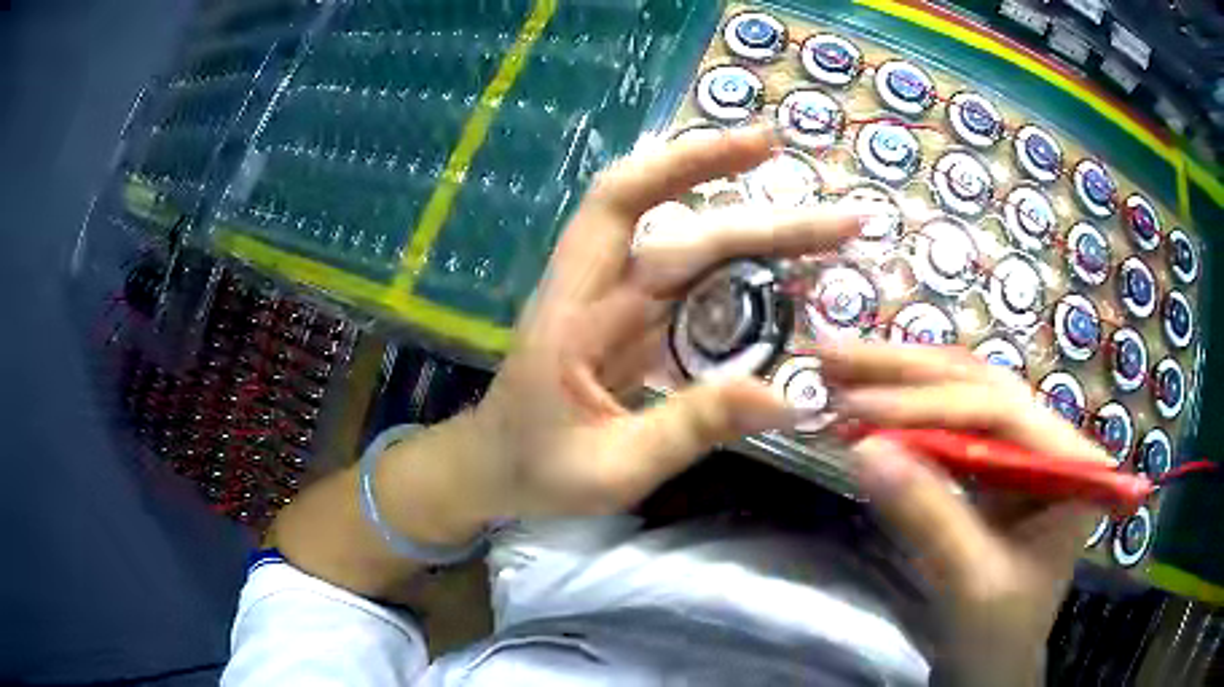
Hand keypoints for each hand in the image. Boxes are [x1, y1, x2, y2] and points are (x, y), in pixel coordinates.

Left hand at [464, 124, 866, 520]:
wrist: (494, 469)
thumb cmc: (538, 469)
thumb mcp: (613, 466)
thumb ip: (693, 427)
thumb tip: (791, 395)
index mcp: (577, 309)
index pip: (627, 206)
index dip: (686, 162)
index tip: (760, 147)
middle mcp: (600, 289)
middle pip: (684, 227)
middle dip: (764, 214)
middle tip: (843, 219)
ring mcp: (620, 305)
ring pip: (695, 251)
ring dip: (761, 237)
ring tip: (828, 238)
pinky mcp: (636, 326)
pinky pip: (695, 288)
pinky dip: (744, 276)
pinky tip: (786, 282)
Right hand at [819, 341, 1109, 686]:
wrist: (993, 664)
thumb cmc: (997, 635)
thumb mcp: (970, 584)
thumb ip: (930, 519)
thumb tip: (864, 452)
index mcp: (1070, 463)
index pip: (1000, 411)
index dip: (929, 405)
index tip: (858, 410)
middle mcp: (1048, 440)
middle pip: (978, 384)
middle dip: (904, 371)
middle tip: (834, 355)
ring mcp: (1019, 449)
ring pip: (959, 392)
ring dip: (897, 379)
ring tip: (836, 365)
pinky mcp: (990, 464)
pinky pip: (946, 423)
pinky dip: (902, 412)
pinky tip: (864, 400)